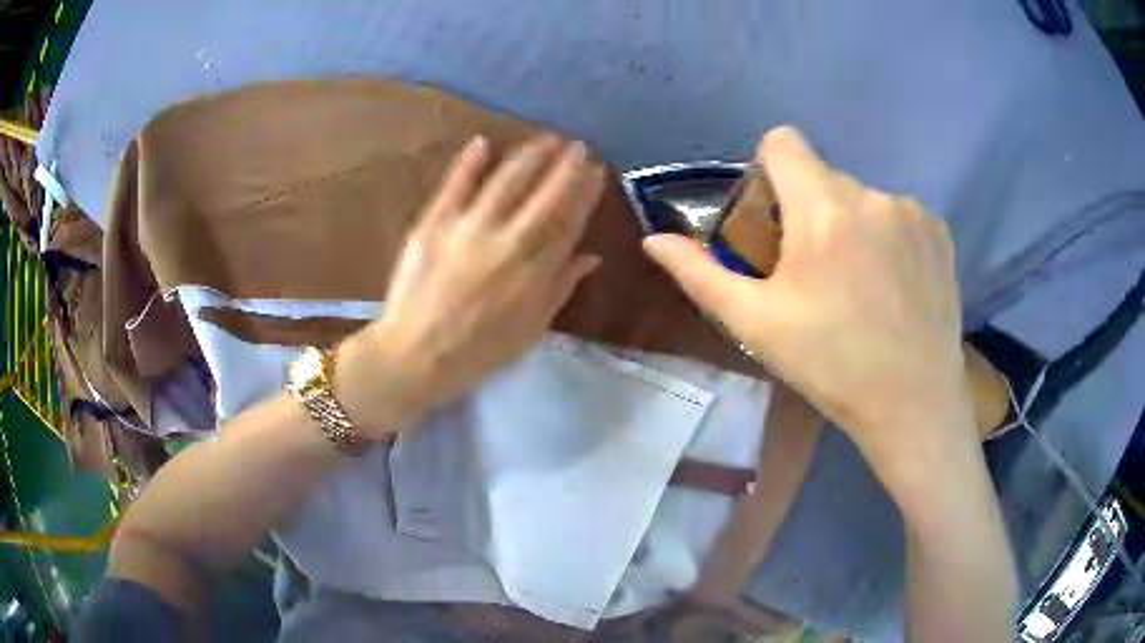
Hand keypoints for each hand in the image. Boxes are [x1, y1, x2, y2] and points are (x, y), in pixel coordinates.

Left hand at [338, 136, 604, 434]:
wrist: (415, 356)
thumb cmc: (478, 351)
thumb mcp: (530, 330)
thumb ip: (561, 289)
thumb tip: (591, 256)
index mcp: (536, 272)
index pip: (570, 220)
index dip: (586, 192)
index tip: (598, 170)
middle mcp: (509, 242)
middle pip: (545, 194)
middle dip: (566, 165)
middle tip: (578, 145)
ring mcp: (468, 229)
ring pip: (506, 181)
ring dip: (529, 156)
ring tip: (544, 138)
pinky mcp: (434, 224)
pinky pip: (456, 186)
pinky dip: (469, 162)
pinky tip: (483, 142)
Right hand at [643, 126, 975, 464]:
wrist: (913, 403)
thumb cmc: (831, 365)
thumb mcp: (756, 324)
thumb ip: (701, 275)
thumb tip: (653, 240)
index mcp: (822, 208)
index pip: (783, 141)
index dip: (769, 171)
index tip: (774, 220)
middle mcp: (871, 194)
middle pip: (823, 177)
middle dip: (810, 210)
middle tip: (815, 273)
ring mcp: (911, 211)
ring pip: (863, 198)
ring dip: (852, 226)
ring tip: (861, 286)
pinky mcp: (939, 231)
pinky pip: (899, 215)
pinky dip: (889, 237)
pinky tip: (894, 286)